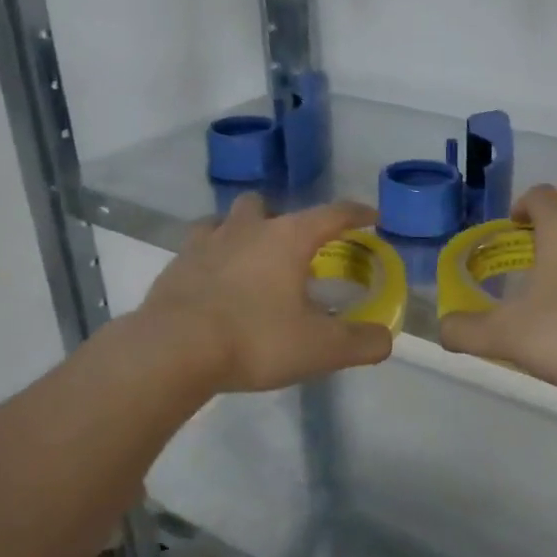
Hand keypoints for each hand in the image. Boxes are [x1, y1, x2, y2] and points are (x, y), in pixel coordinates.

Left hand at [134, 194, 393, 392]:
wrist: (171, 352)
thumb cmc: (255, 340)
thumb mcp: (321, 349)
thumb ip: (362, 343)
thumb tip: (385, 340)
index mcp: (288, 238)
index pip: (333, 213)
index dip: (357, 213)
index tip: (372, 216)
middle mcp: (247, 229)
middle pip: (267, 205)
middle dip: (285, 220)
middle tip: (295, 251)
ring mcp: (205, 243)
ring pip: (226, 220)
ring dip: (242, 231)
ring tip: (251, 261)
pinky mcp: (175, 266)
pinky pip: (197, 248)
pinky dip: (211, 258)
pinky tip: (215, 283)